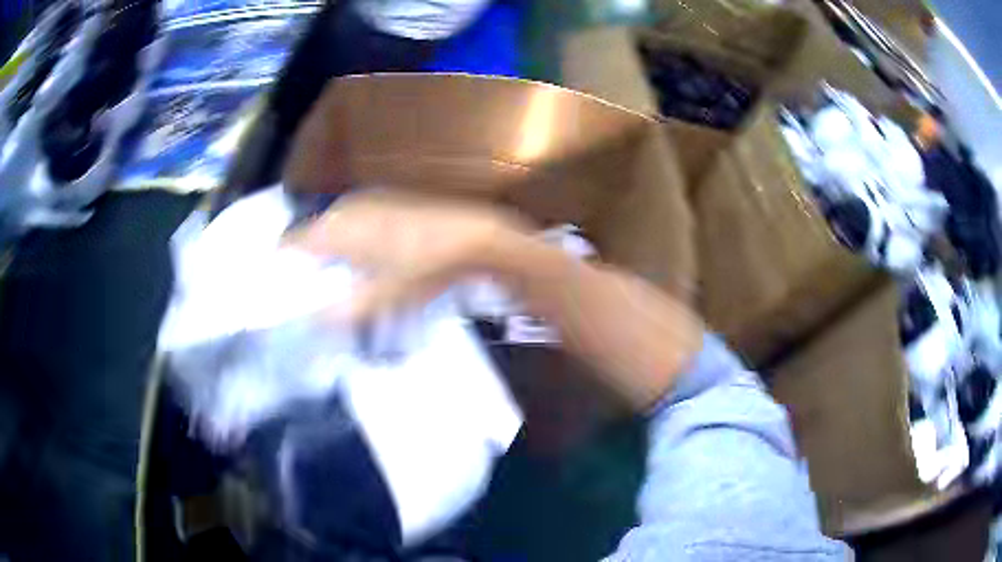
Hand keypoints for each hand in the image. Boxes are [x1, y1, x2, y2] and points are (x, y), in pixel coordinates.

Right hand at [285, 190, 526, 323]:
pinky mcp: (387, 200)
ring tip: (337, 277)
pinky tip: (367, 258)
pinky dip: (350, 240)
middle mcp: (346, 208)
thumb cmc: (423, 268)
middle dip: (306, 262)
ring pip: (334, 226)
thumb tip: (313, 320)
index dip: (281, 263)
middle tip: (310, 289)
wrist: (472, 236)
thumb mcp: (382, 297)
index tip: (280, 286)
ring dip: (329, 251)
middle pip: (312, 234)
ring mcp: (369, 200)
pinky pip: (355, 220)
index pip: (291, 242)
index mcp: (337, 228)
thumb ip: (342, 311)